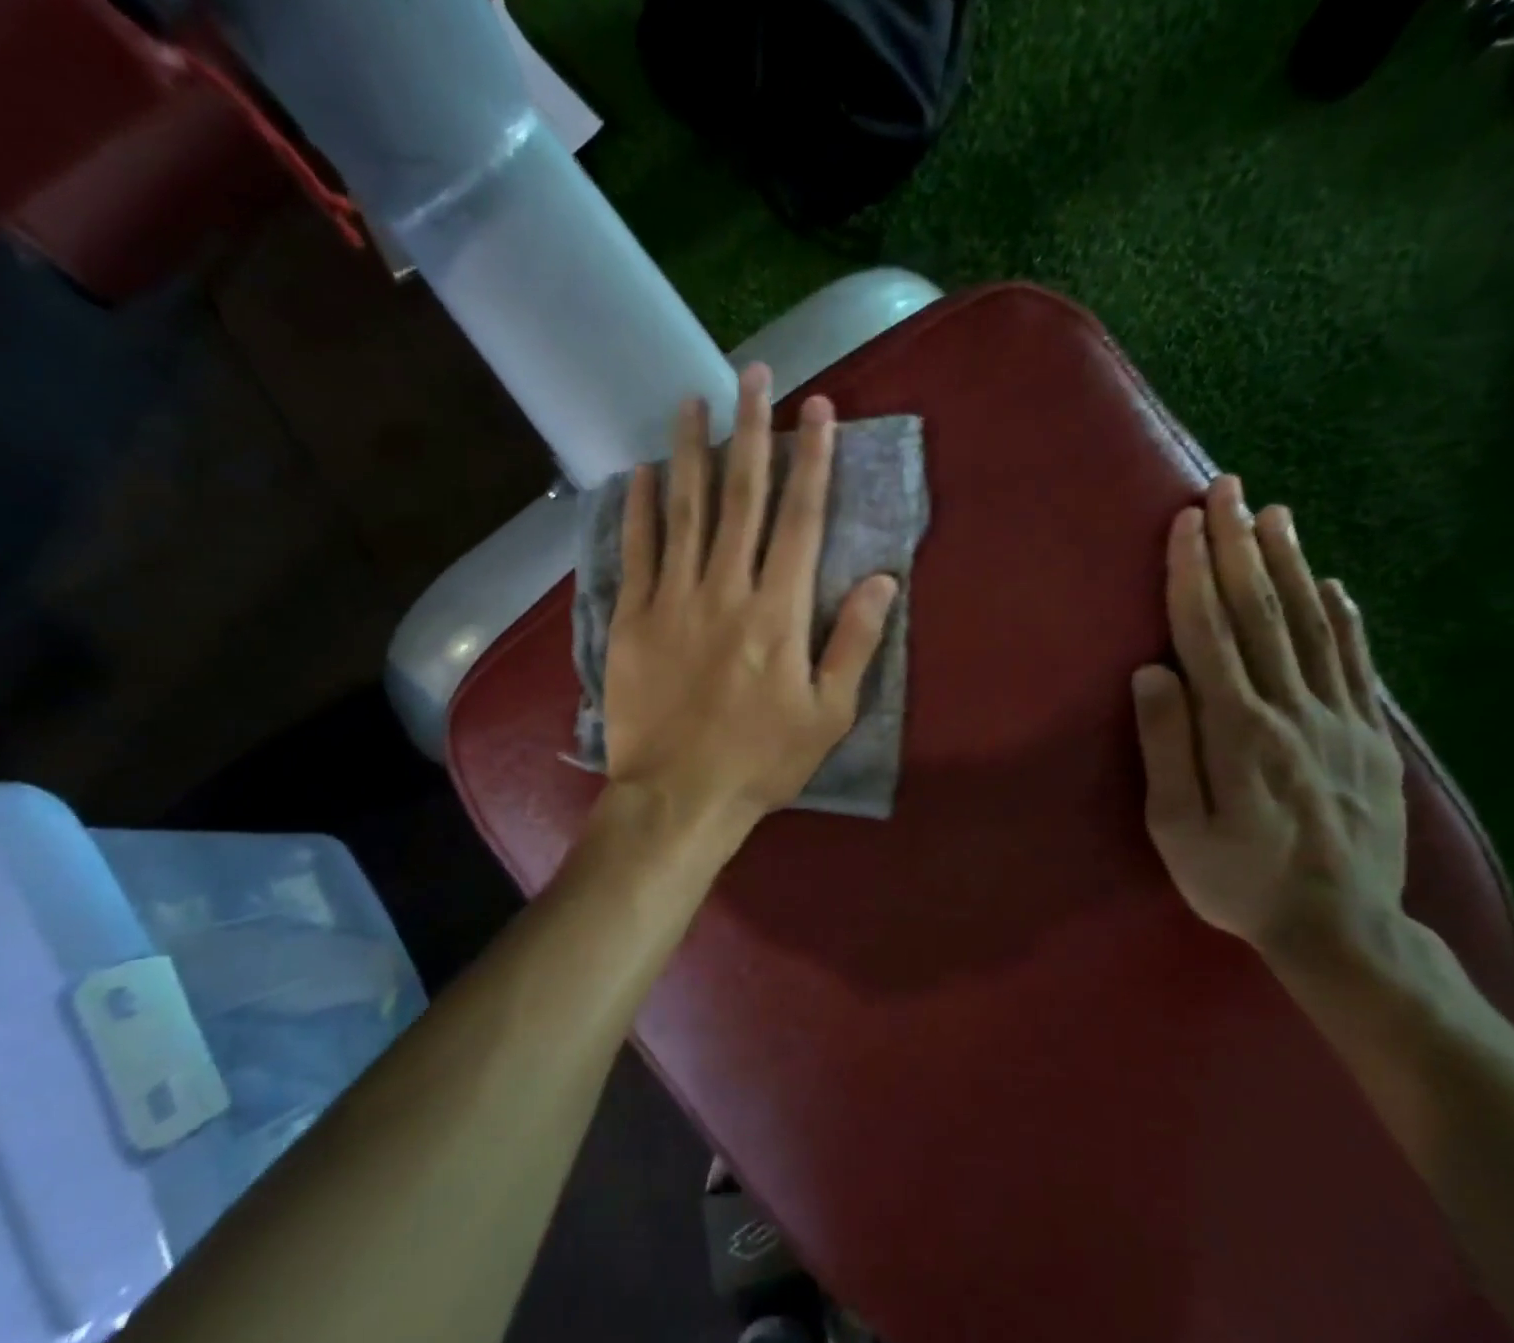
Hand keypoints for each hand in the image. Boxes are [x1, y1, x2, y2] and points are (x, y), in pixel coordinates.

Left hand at [602, 363, 898, 850]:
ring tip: (693, 400)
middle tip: (754, 375)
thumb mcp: (829, 713)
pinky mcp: (632, 620)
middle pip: (741, 497)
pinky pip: (637, 552)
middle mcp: (725, 590)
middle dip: (751, 432)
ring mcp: (672, 600)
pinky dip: (639, 509)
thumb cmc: (761, 760)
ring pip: (684, 511)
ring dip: (691, 451)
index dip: (812, 460)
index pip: (800, 519)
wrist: (680, 796)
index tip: (817, 410)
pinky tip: (642, 472)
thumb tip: (882, 579)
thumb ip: (854, 642)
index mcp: (778, 612)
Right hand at [1131, 476, 1406, 963]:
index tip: (1185, 523)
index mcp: (1237, 730)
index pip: (1208, 634)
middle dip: (1239, 547)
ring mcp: (1338, 719)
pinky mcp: (1369, 735)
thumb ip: (1166, 746)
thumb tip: (1151, 672)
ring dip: (1290, 564)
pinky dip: (1342, 616)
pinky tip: (1330, 583)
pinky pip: (1355, 662)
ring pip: (1311, 626)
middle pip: (1261, 614)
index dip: (1193, 575)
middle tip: (1230, 490)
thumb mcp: (1176, 828)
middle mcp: (1291, 709)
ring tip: (1275, 515)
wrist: (1341, 927)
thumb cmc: (1237, 880)